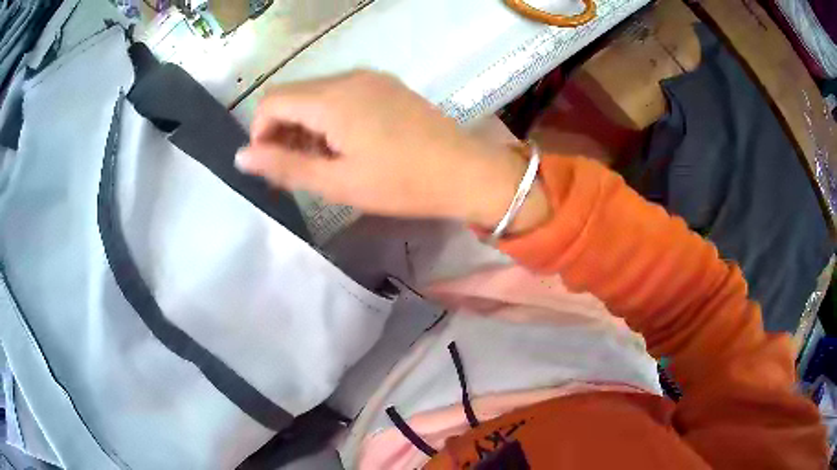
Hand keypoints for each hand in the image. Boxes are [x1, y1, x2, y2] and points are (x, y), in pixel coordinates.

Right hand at [236, 70, 549, 233]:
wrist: (466, 172)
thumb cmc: (401, 183)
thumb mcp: (337, 182)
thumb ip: (285, 166)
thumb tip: (241, 156)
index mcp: (332, 98)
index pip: (272, 100)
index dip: (260, 132)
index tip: (269, 165)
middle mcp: (348, 77)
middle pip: (294, 95)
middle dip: (282, 131)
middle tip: (292, 171)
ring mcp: (371, 78)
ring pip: (317, 95)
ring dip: (305, 126)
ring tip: (319, 164)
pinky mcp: (386, 86)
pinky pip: (341, 95)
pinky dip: (328, 118)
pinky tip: (343, 146)